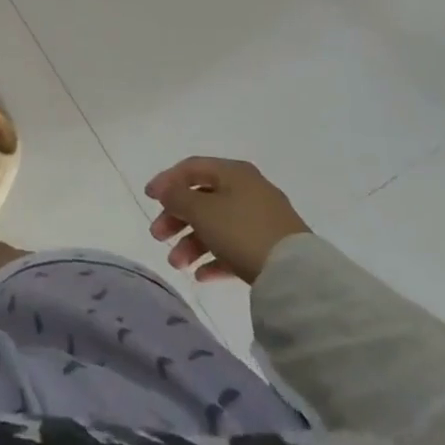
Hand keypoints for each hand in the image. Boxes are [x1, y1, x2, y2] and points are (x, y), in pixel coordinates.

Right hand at [145, 157, 309, 283]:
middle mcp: (248, 190)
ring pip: (216, 226)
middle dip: (176, 219)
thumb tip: (165, 190)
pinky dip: (214, 258)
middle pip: (202, 199)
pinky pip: (234, 248)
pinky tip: (200, 276)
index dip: (166, 180)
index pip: (191, 168)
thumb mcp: (201, 210)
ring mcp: (261, 220)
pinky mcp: (270, 248)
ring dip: (191, 243)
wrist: (296, 275)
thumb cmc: (241, 230)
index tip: (148, 198)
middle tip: (158, 236)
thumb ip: (177, 196)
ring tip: (177, 264)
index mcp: (233, 173)